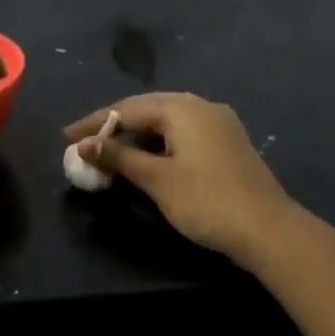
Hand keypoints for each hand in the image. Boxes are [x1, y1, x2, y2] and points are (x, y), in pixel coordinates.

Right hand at [64, 93, 300, 268]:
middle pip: (146, 110)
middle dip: (113, 127)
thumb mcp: (156, 179)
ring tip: (109, 154)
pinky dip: (158, 144)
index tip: (66, 138)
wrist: (269, 230)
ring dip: (136, 136)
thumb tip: (84, 145)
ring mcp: (218, 123)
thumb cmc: (206, 201)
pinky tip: (146, 159)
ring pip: (166, 122)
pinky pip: (182, 133)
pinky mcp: (227, 142)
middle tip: (83, 143)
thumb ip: (119, 157)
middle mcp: (200, 106)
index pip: (126, 109)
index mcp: (181, 108)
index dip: (93, 124)